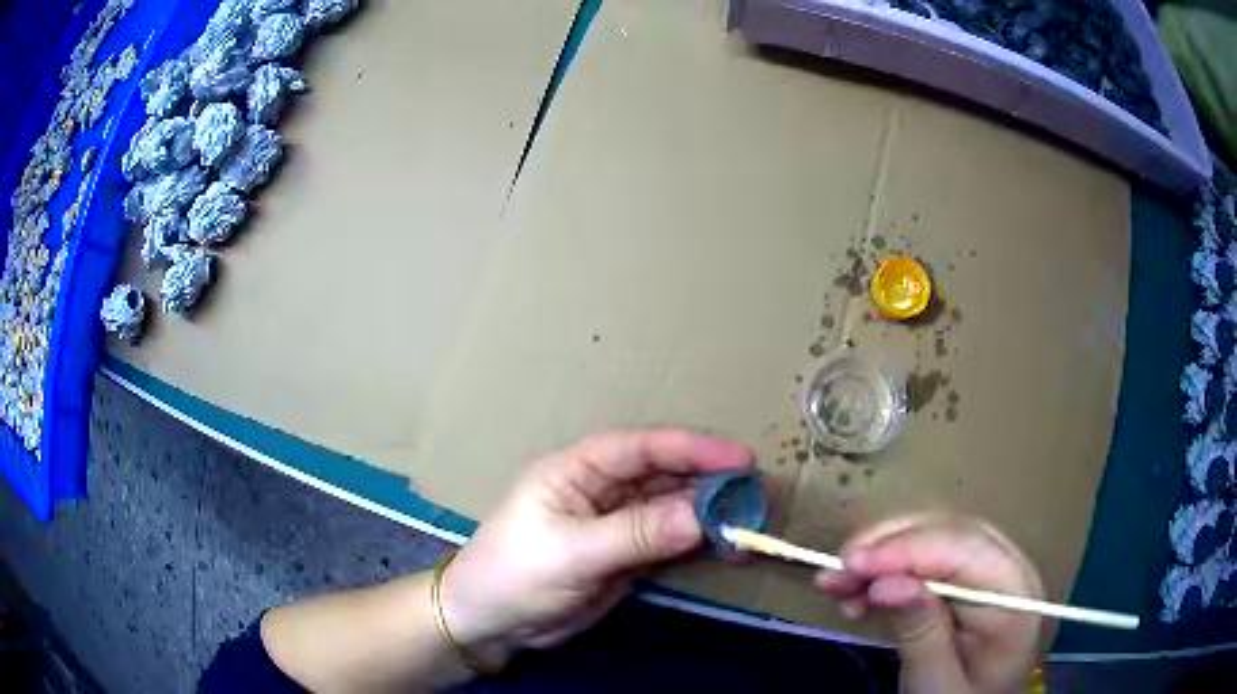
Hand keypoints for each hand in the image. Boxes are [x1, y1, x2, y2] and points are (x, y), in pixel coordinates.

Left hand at [441, 429, 753, 663]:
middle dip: (710, 483)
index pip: (642, 449)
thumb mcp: (571, 552)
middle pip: (665, 477)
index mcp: (578, 470)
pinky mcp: (625, 556)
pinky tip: (727, 547)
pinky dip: (699, 544)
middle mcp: (601, 490)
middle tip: (760, 494)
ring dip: (710, 515)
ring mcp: (616, 525)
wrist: (490, 623)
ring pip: (672, 510)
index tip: (740, 459)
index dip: (692, 449)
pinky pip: (670, 543)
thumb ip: (636, 533)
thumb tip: (701, 516)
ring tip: (754, 522)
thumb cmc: (514, 574)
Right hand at [816, 514, 1043, 693]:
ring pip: (934, 537)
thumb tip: (887, 583)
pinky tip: (860, 592)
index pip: (963, 550)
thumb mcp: (938, 683)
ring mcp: (990, 567)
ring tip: (837, 583)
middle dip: (888, 547)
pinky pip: (927, 557)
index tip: (850, 563)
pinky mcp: (968, 575)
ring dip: (883, 555)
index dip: (905, 550)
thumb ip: (922, 633)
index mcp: (1015, 594)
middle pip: (948, 533)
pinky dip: (889, 569)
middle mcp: (1008, 566)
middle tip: (836, 571)